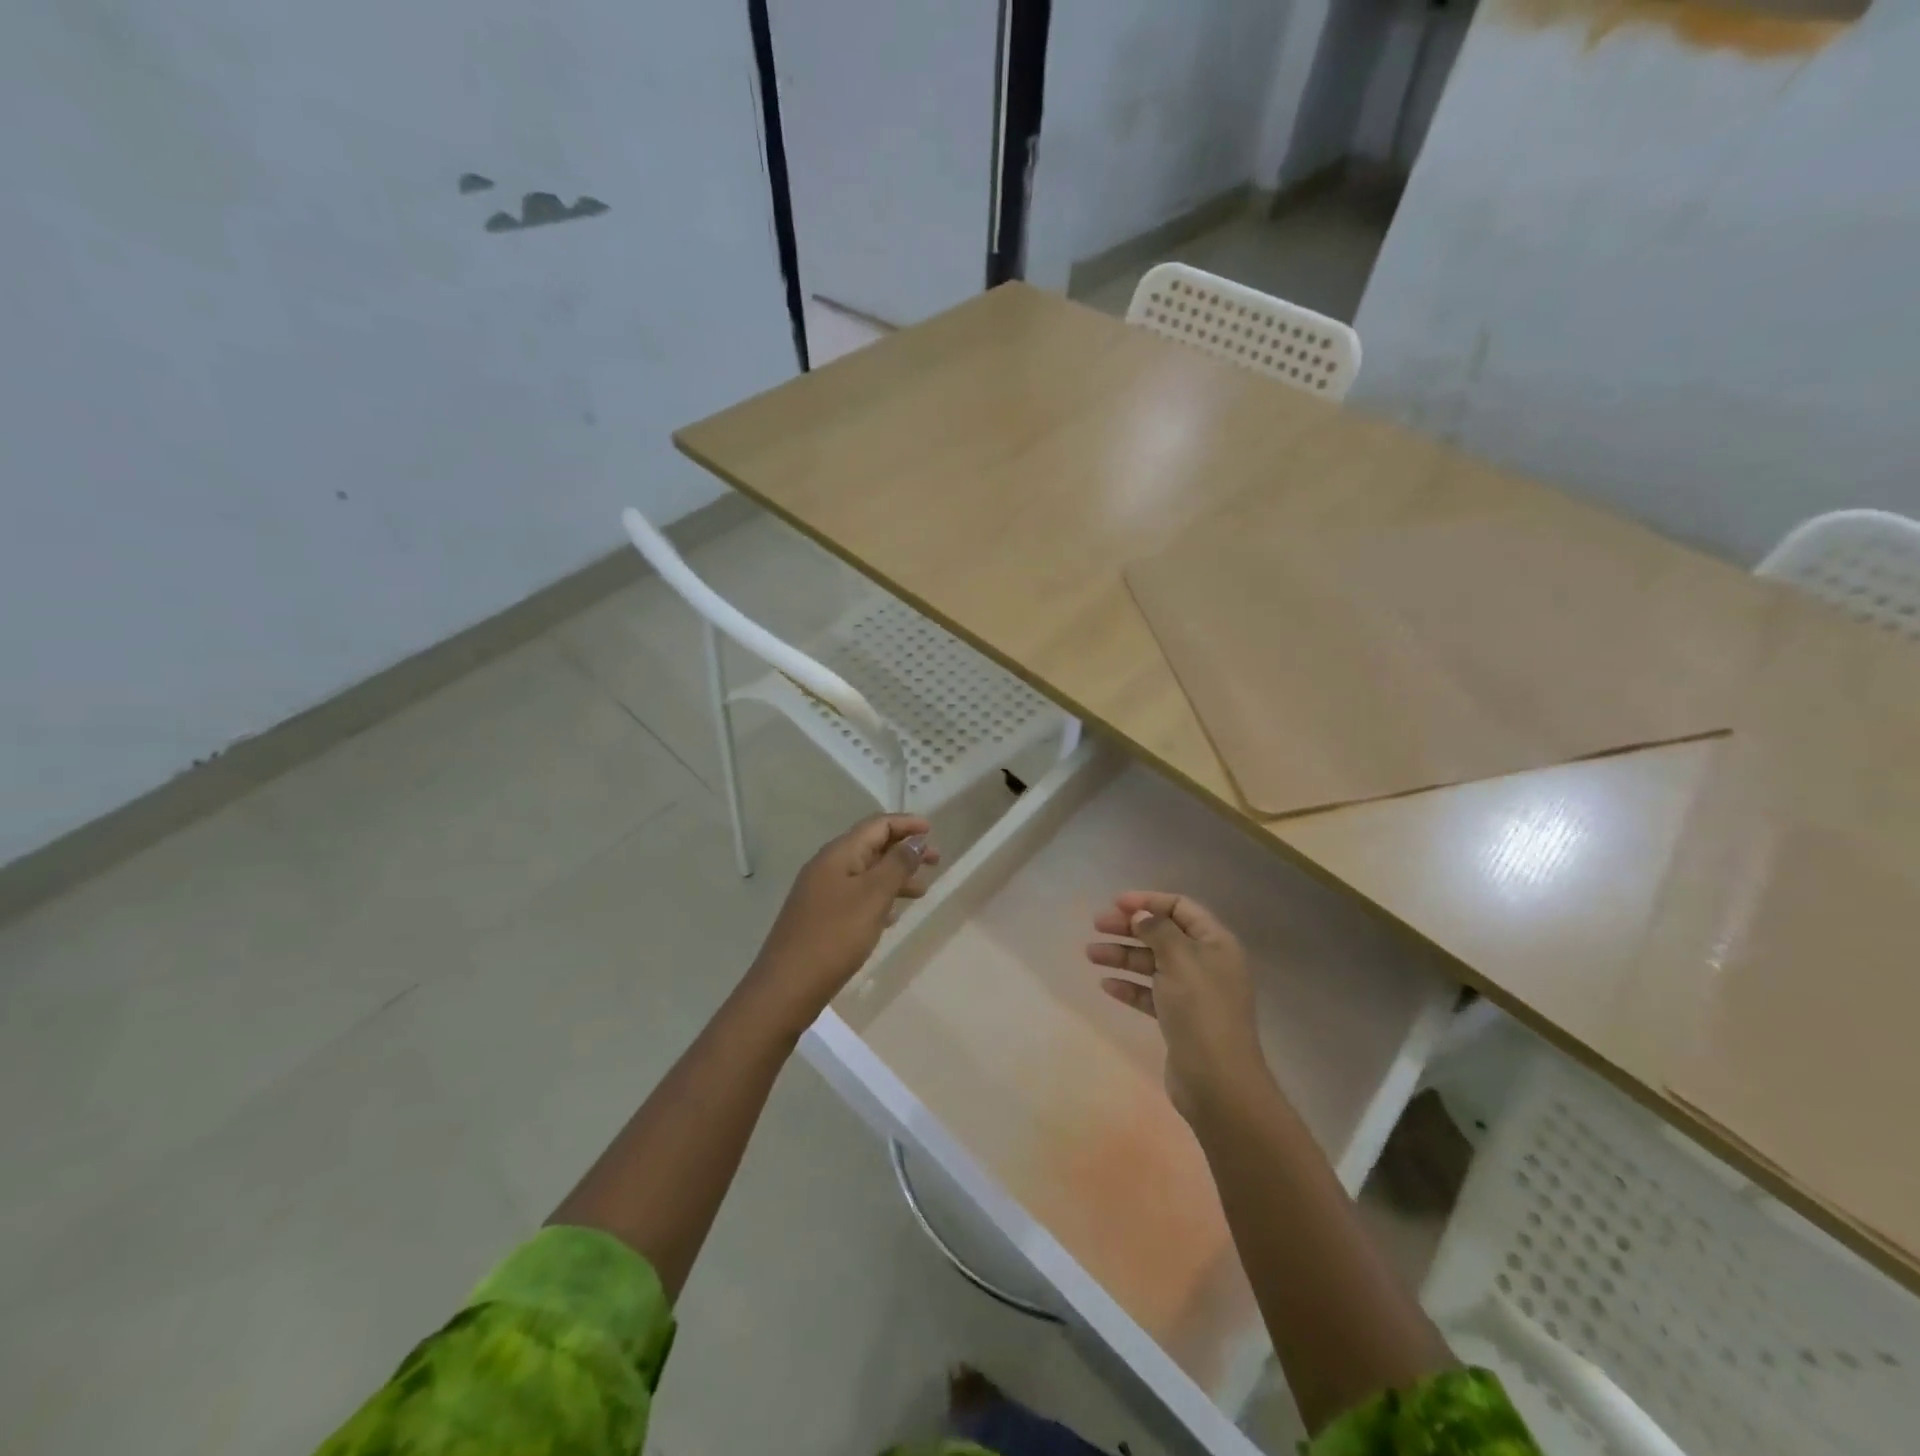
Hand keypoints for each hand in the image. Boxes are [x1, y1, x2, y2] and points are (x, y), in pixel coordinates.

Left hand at [743, 814, 938, 1032]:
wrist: (787, 987)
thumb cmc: (835, 936)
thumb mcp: (873, 896)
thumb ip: (898, 865)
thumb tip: (916, 841)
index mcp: (838, 854)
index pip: (877, 825)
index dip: (906, 824)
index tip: (933, 831)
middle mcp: (828, 866)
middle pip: (872, 846)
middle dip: (904, 850)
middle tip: (936, 861)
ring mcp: (821, 893)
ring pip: (866, 873)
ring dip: (895, 876)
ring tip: (922, 891)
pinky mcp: (820, 917)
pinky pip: (856, 896)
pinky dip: (879, 898)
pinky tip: (893, 916)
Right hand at [1086, 892, 1269, 1121]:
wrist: (1218, 1082)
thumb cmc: (1201, 1011)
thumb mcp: (1180, 960)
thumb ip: (1158, 930)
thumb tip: (1141, 913)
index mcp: (1216, 943)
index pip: (1181, 907)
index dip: (1149, 901)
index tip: (1116, 904)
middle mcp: (1207, 963)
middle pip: (1163, 934)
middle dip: (1130, 927)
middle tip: (1096, 925)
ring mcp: (1193, 993)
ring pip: (1153, 964)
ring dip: (1123, 956)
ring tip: (1091, 954)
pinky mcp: (1180, 1019)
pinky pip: (1150, 993)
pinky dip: (1130, 986)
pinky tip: (1107, 985)